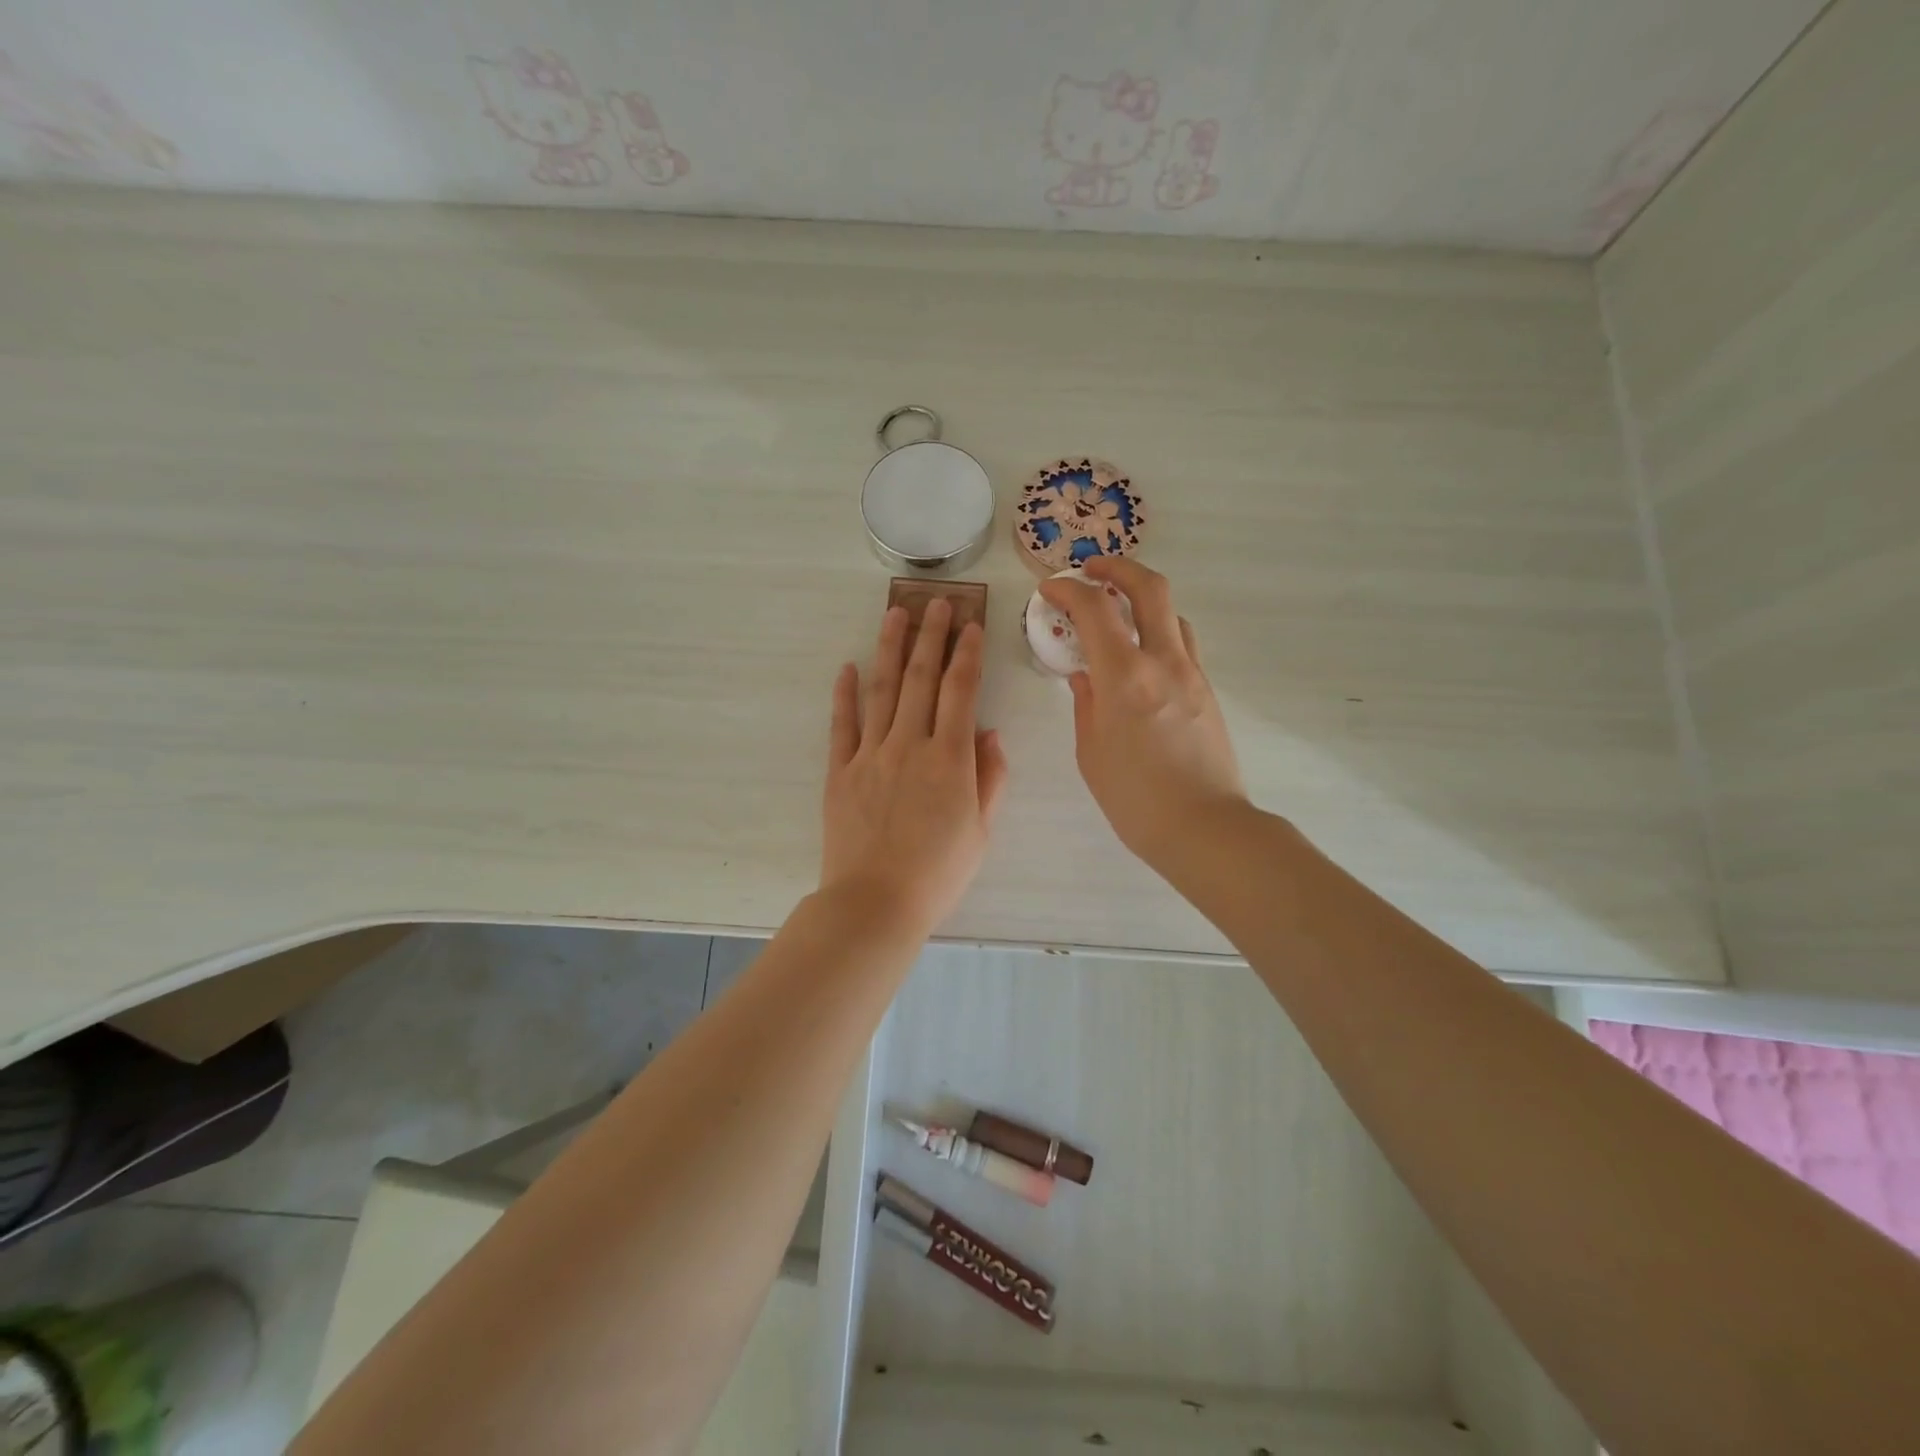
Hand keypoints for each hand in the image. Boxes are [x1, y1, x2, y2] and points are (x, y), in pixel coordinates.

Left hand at [820, 599, 1008, 931]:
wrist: (875, 902)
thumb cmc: (938, 873)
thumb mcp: (981, 830)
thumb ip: (990, 777)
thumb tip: (990, 733)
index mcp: (950, 758)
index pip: (961, 691)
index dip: (967, 654)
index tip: (972, 625)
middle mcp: (910, 744)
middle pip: (920, 678)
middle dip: (931, 636)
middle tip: (936, 603)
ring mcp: (870, 755)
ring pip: (881, 689)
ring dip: (889, 648)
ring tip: (895, 613)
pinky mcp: (840, 771)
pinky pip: (842, 724)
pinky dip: (844, 694)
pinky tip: (847, 667)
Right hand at [1038, 558, 1244, 865]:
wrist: (1205, 828)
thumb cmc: (1135, 799)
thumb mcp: (1091, 752)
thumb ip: (1085, 704)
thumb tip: (1083, 676)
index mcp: (1125, 678)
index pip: (1094, 609)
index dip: (1068, 590)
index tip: (1049, 591)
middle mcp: (1163, 662)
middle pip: (1149, 587)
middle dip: (1117, 567)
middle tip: (1091, 570)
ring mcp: (1192, 673)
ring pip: (1172, 612)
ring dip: (1141, 599)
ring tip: (1116, 614)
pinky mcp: (1207, 690)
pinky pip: (1181, 643)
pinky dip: (1157, 632)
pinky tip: (1139, 656)